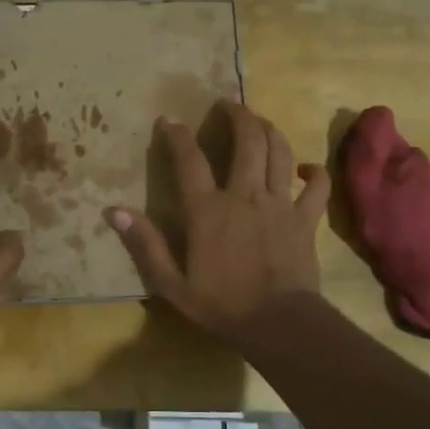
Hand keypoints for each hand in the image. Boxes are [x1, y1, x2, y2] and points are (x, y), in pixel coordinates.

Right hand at [107, 102, 328, 343]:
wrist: (278, 323)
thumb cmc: (221, 305)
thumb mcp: (171, 283)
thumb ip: (145, 244)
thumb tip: (114, 211)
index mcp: (208, 210)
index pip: (189, 160)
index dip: (177, 136)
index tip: (169, 121)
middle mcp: (244, 195)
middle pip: (246, 141)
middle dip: (237, 115)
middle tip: (228, 105)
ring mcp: (279, 203)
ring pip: (279, 152)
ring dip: (270, 130)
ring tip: (260, 121)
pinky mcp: (305, 219)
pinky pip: (316, 186)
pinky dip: (313, 172)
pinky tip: (306, 168)